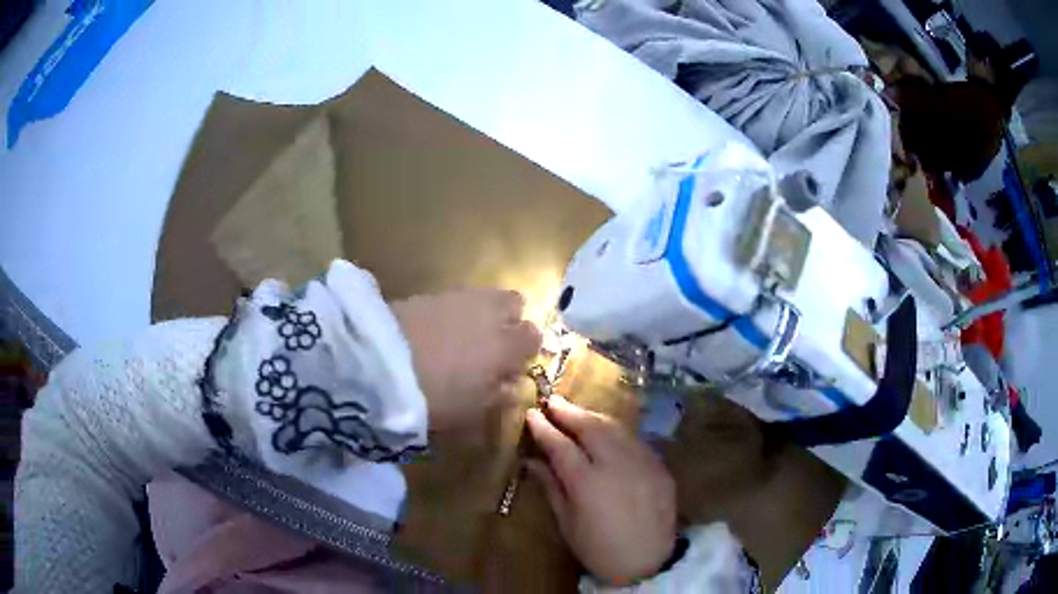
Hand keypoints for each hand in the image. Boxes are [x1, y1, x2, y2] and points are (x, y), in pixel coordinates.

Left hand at [391, 288, 541, 430]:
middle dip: (509, 320)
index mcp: (508, 345)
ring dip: (482, 313)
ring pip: (486, 296)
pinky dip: (455, 311)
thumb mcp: (471, 411)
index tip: (510, 366)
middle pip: (515, 304)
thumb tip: (511, 386)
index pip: (533, 337)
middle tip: (491, 344)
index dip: (524, 351)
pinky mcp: (431, 292)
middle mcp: (491, 314)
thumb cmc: (435, 397)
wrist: (380, 363)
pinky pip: (456, 297)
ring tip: (463, 336)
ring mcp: (460, 298)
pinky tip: (438, 330)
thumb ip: (498, 397)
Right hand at [526, 396, 677, 585]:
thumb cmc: (599, 550)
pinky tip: (607, 431)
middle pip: (590, 427)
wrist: (648, 562)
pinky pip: (634, 439)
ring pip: (615, 427)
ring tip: (576, 411)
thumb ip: (552, 488)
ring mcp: (641, 462)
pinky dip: (616, 430)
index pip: (560, 445)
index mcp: (587, 482)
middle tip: (553, 401)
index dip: (544, 428)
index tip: (532, 413)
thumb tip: (532, 462)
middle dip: (569, 411)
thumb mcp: (567, 524)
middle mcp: (616, 464)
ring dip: (593, 416)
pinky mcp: (659, 466)